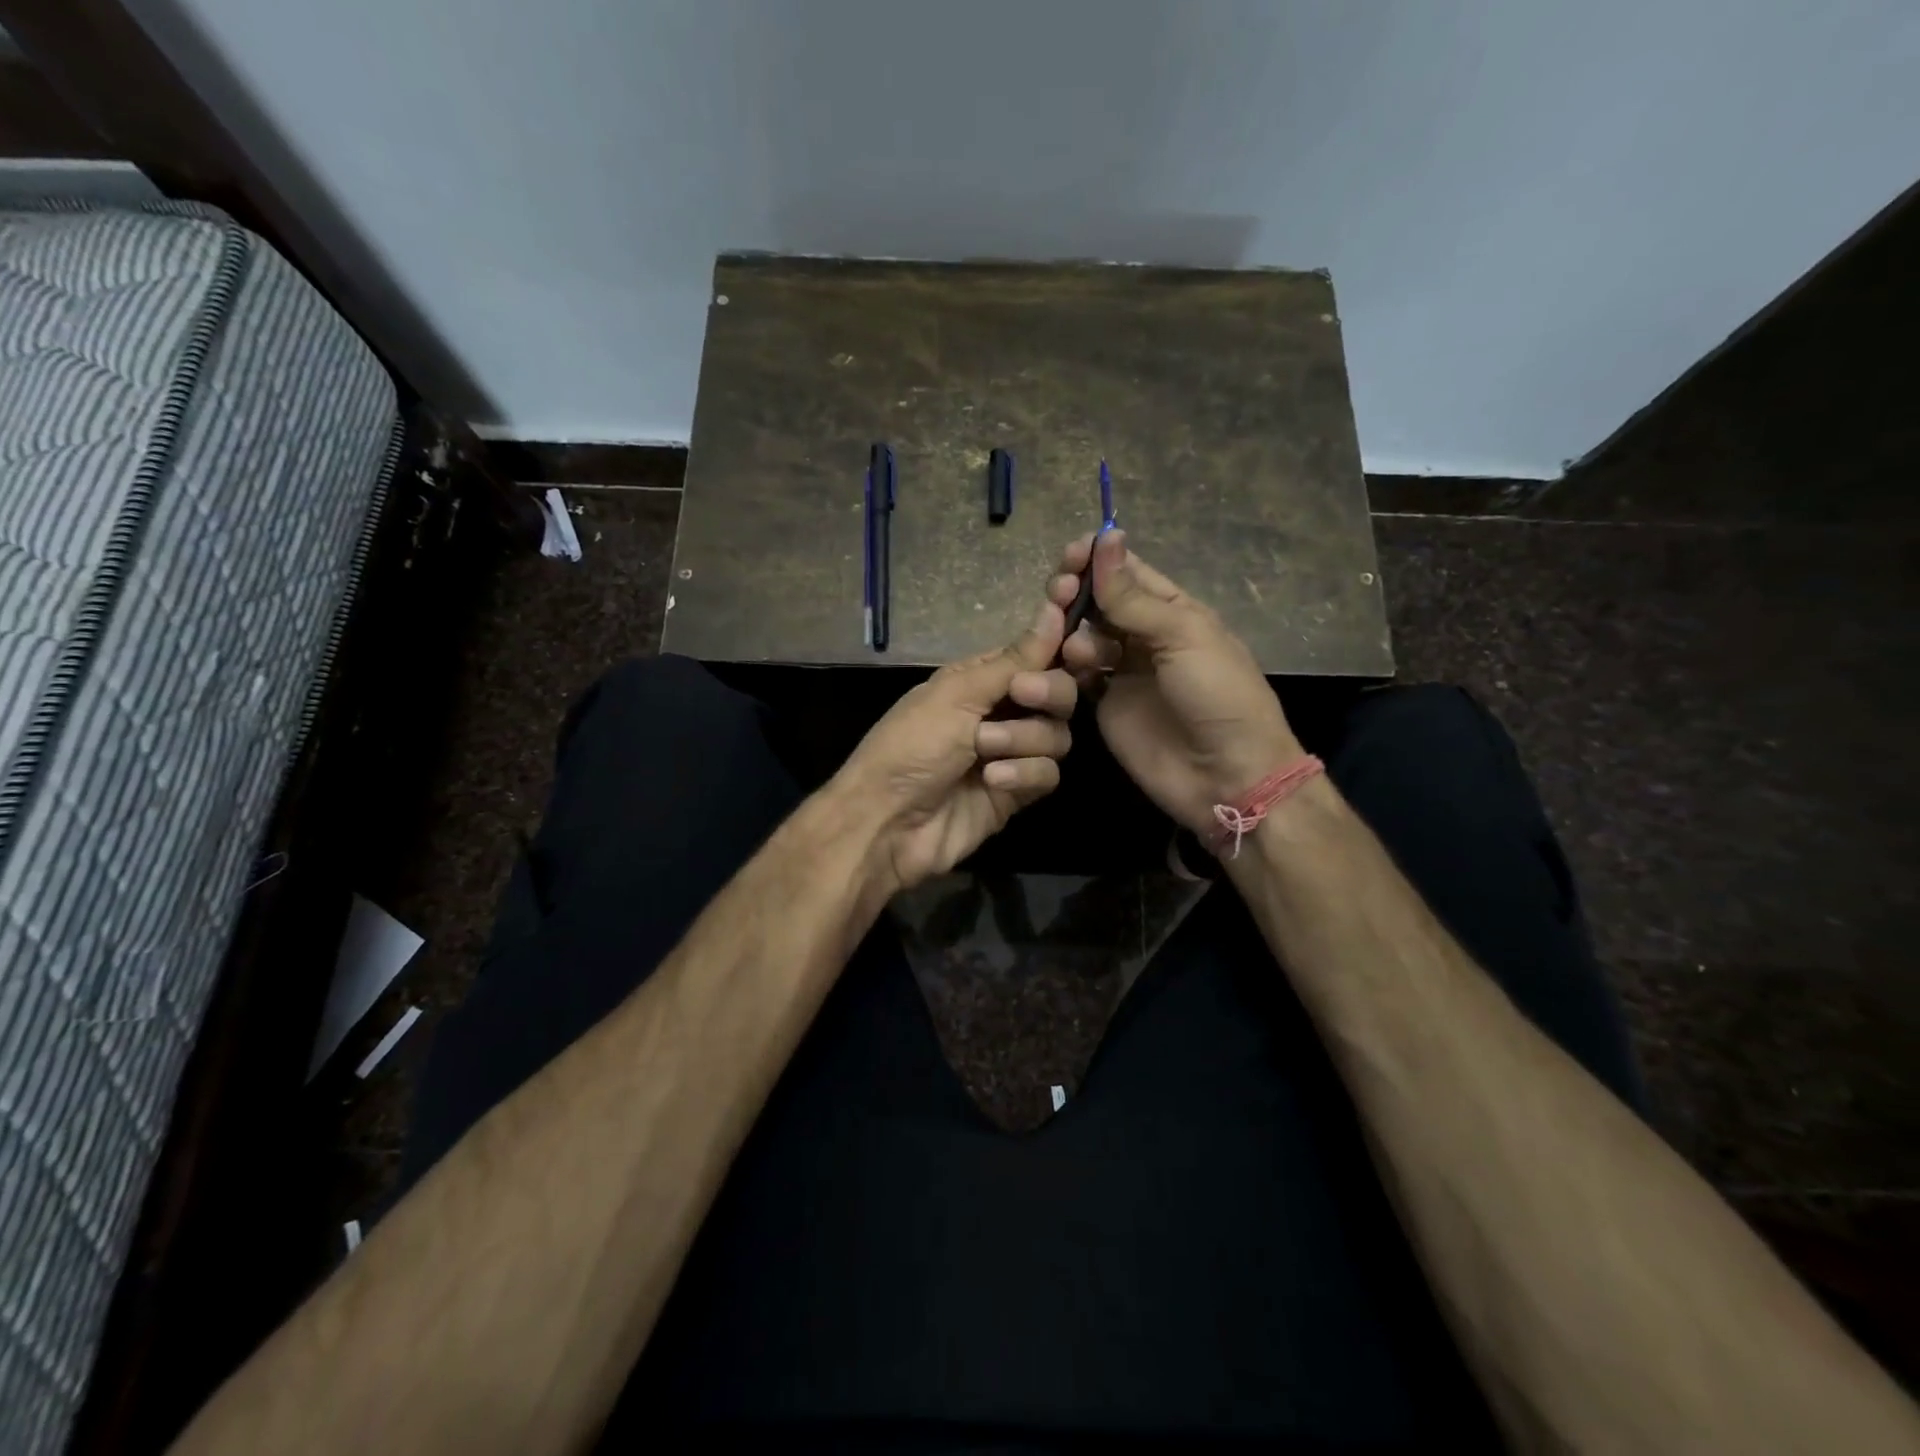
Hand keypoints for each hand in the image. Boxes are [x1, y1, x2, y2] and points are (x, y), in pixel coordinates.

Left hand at [833, 600, 1077, 894]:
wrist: (889, 822)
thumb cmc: (913, 745)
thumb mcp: (958, 694)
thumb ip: (1014, 660)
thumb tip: (1052, 610)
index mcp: (981, 679)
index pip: (1036, 654)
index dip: (1059, 646)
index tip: (1076, 643)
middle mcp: (1001, 711)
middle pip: (1059, 693)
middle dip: (1046, 692)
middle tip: (1022, 697)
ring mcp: (1011, 753)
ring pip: (1057, 735)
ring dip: (1023, 740)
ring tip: (984, 751)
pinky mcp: (1017, 792)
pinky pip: (1048, 774)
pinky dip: (1023, 774)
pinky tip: (993, 782)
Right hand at [1049, 531, 1301, 835]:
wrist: (1226, 775)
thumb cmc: (1217, 695)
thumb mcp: (1183, 636)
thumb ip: (1134, 597)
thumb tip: (1106, 537)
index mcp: (1174, 611)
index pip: (1129, 573)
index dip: (1098, 559)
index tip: (1070, 553)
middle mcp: (1144, 636)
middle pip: (1099, 602)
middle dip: (1077, 592)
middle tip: (1060, 593)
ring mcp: (1122, 671)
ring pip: (1082, 636)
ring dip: (1071, 631)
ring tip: (1074, 648)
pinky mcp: (1104, 704)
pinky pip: (1076, 676)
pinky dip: (1066, 667)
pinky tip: (1066, 667)